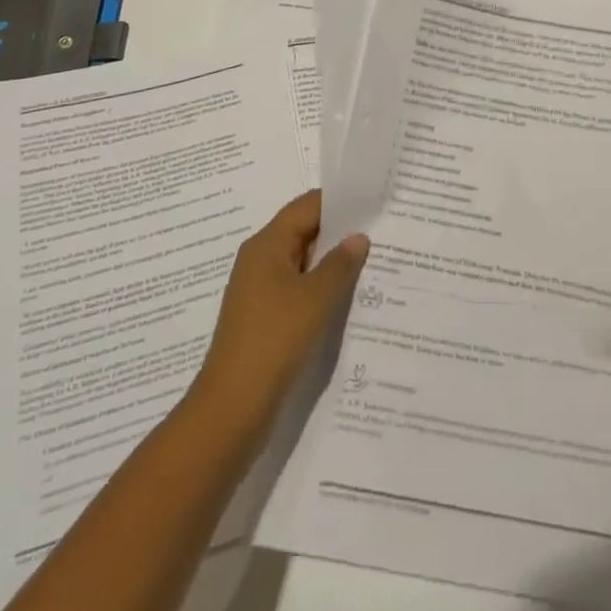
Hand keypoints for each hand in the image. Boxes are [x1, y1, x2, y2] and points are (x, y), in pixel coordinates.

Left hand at [191, 190, 368, 439]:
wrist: (231, 409)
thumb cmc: (273, 340)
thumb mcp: (315, 298)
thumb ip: (340, 264)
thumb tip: (358, 237)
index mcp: (267, 244)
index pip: (307, 206)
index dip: (339, 202)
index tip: (372, 203)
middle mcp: (260, 260)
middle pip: (304, 231)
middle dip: (339, 233)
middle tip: (379, 233)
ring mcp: (260, 291)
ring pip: (302, 263)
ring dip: (331, 264)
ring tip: (371, 264)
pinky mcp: (264, 318)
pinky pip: (297, 290)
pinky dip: (320, 289)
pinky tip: (346, 300)